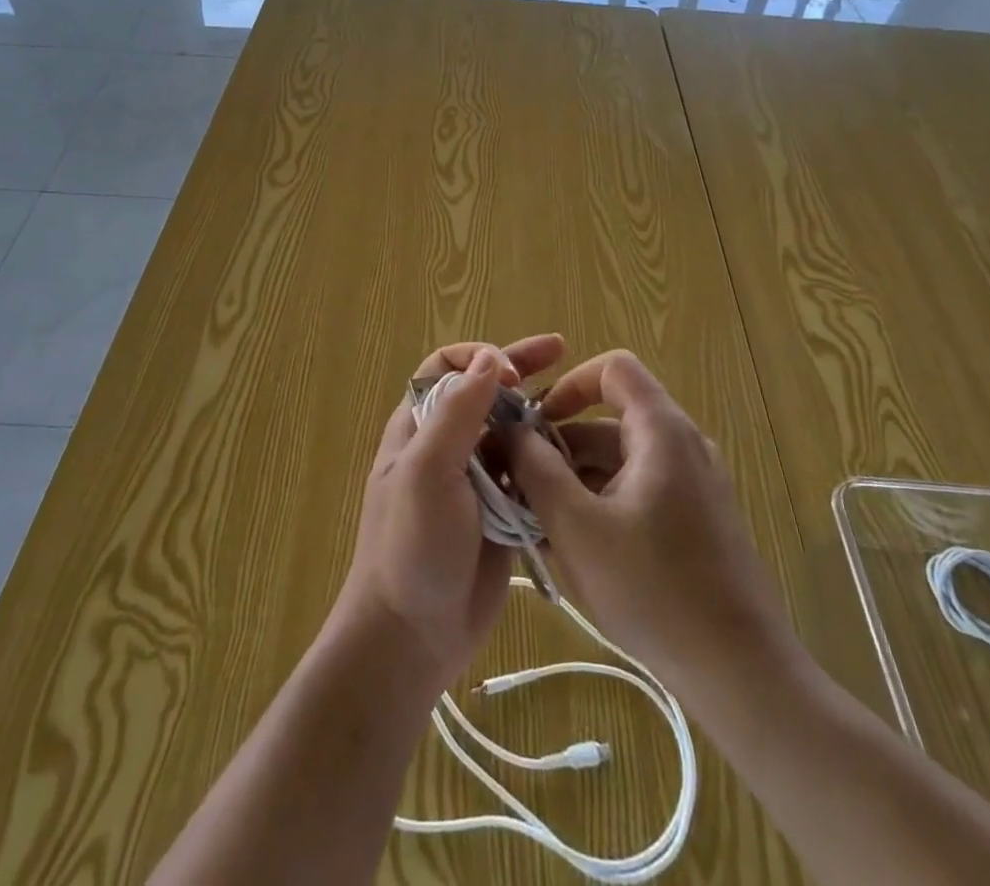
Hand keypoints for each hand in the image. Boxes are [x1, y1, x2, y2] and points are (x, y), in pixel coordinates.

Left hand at [330, 334, 565, 696]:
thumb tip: (489, 359)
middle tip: (563, 351)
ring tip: (579, 408)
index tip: (514, 373)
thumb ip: (457, 413)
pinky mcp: (501, 513)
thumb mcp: (427, 472)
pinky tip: (578, 455)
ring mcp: (475, 480)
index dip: (480, 357)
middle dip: (521, 369)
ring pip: (511, 431)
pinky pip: (527, 472)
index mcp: (420, 426)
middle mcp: (447, 445)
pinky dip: (549, 459)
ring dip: (539, 414)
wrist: (410, 638)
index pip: (447, 367)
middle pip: (486, 392)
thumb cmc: (410, 548)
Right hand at [506, 350, 808, 702]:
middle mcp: (683, 445)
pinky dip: (602, 502)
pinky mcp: (697, 519)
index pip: (613, 369)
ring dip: (576, 479)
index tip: (536, 424)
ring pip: (621, 459)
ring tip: (539, 523)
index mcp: (662, 431)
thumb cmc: (654, 591)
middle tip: (521, 485)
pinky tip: (574, 547)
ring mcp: (694, 484)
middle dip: (561, 446)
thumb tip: (510, 429)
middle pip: (610, 419)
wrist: (742, 674)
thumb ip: (535, 469)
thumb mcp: (577, 527)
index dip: (569, 384)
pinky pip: (638, 489)